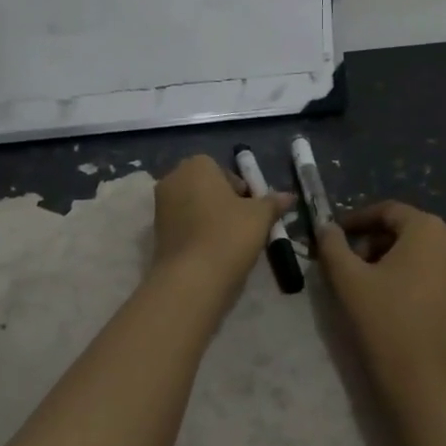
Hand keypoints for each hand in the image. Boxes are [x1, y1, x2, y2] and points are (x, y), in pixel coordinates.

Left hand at [152, 155, 293, 293]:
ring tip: (230, 242)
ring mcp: (160, 206)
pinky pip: (183, 226)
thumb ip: (273, 202)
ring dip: (210, 219)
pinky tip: (212, 253)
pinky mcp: (156, 233)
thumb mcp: (260, 216)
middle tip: (243, 226)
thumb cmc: (228, 235)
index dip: (241, 190)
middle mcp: (174, 179)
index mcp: (196, 165)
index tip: (252, 211)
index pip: (223, 170)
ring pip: (194, 207)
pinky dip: (197, 234)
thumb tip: (289, 196)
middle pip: (206, 187)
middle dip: (224, 203)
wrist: (191, 280)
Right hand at [316, 200, 445, 415]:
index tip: (332, 236)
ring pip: (417, 252)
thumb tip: (325, 226)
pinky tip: (385, 302)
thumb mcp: (349, 280)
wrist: (432, 388)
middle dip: (371, 242)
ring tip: (361, 286)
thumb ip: (332, 246)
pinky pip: (430, 272)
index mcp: (428, 228)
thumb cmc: (388, 322)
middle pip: (403, 230)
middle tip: (345, 265)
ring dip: (386, 261)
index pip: (387, 211)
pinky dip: (405, 277)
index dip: (356, 220)